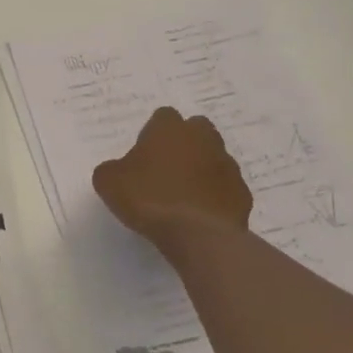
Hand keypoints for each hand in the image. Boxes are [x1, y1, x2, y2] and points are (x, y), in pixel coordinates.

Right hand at [92, 108, 253, 251]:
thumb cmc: (149, 199)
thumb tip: (119, 171)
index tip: (144, 154)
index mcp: (169, 129)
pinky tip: (200, 214)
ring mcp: (227, 165)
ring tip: (184, 195)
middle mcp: (203, 139)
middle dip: (184, 143)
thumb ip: (113, 169)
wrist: (197, 235)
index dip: (153, 133)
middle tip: (166, 168)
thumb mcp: (109, 182)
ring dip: (202, 169)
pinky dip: (215, 196)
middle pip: (196, 130)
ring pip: (214, 158)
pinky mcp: (243, 193)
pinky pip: (226, 188)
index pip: (163, 116)